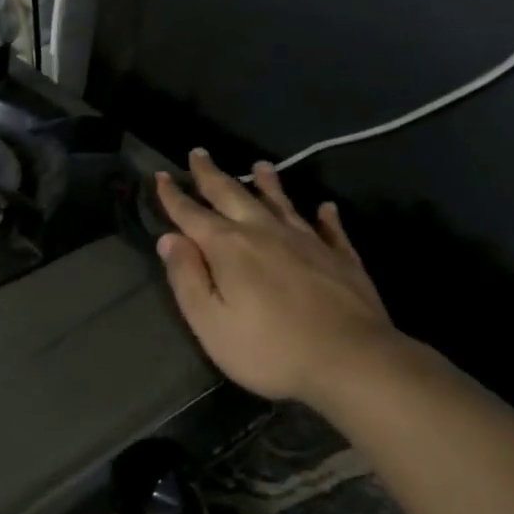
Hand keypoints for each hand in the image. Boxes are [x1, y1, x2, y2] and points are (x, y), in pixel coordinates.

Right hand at [155, 151, 399, 405]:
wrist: (352, 361)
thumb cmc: (269, 349)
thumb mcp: (210, 322)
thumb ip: (187, 278)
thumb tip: (169, 239)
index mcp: (229, 248)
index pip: (192, 214)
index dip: (174, 196)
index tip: (161, 176)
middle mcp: (265, 233)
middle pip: (233, 195)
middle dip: (212, 175)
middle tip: (199, 153)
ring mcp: (308, 242)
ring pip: (281, 203)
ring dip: (267, 184)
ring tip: (260, 165)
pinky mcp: (342, 258)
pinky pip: (330, 228)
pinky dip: (324, 216)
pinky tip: (325, 207)